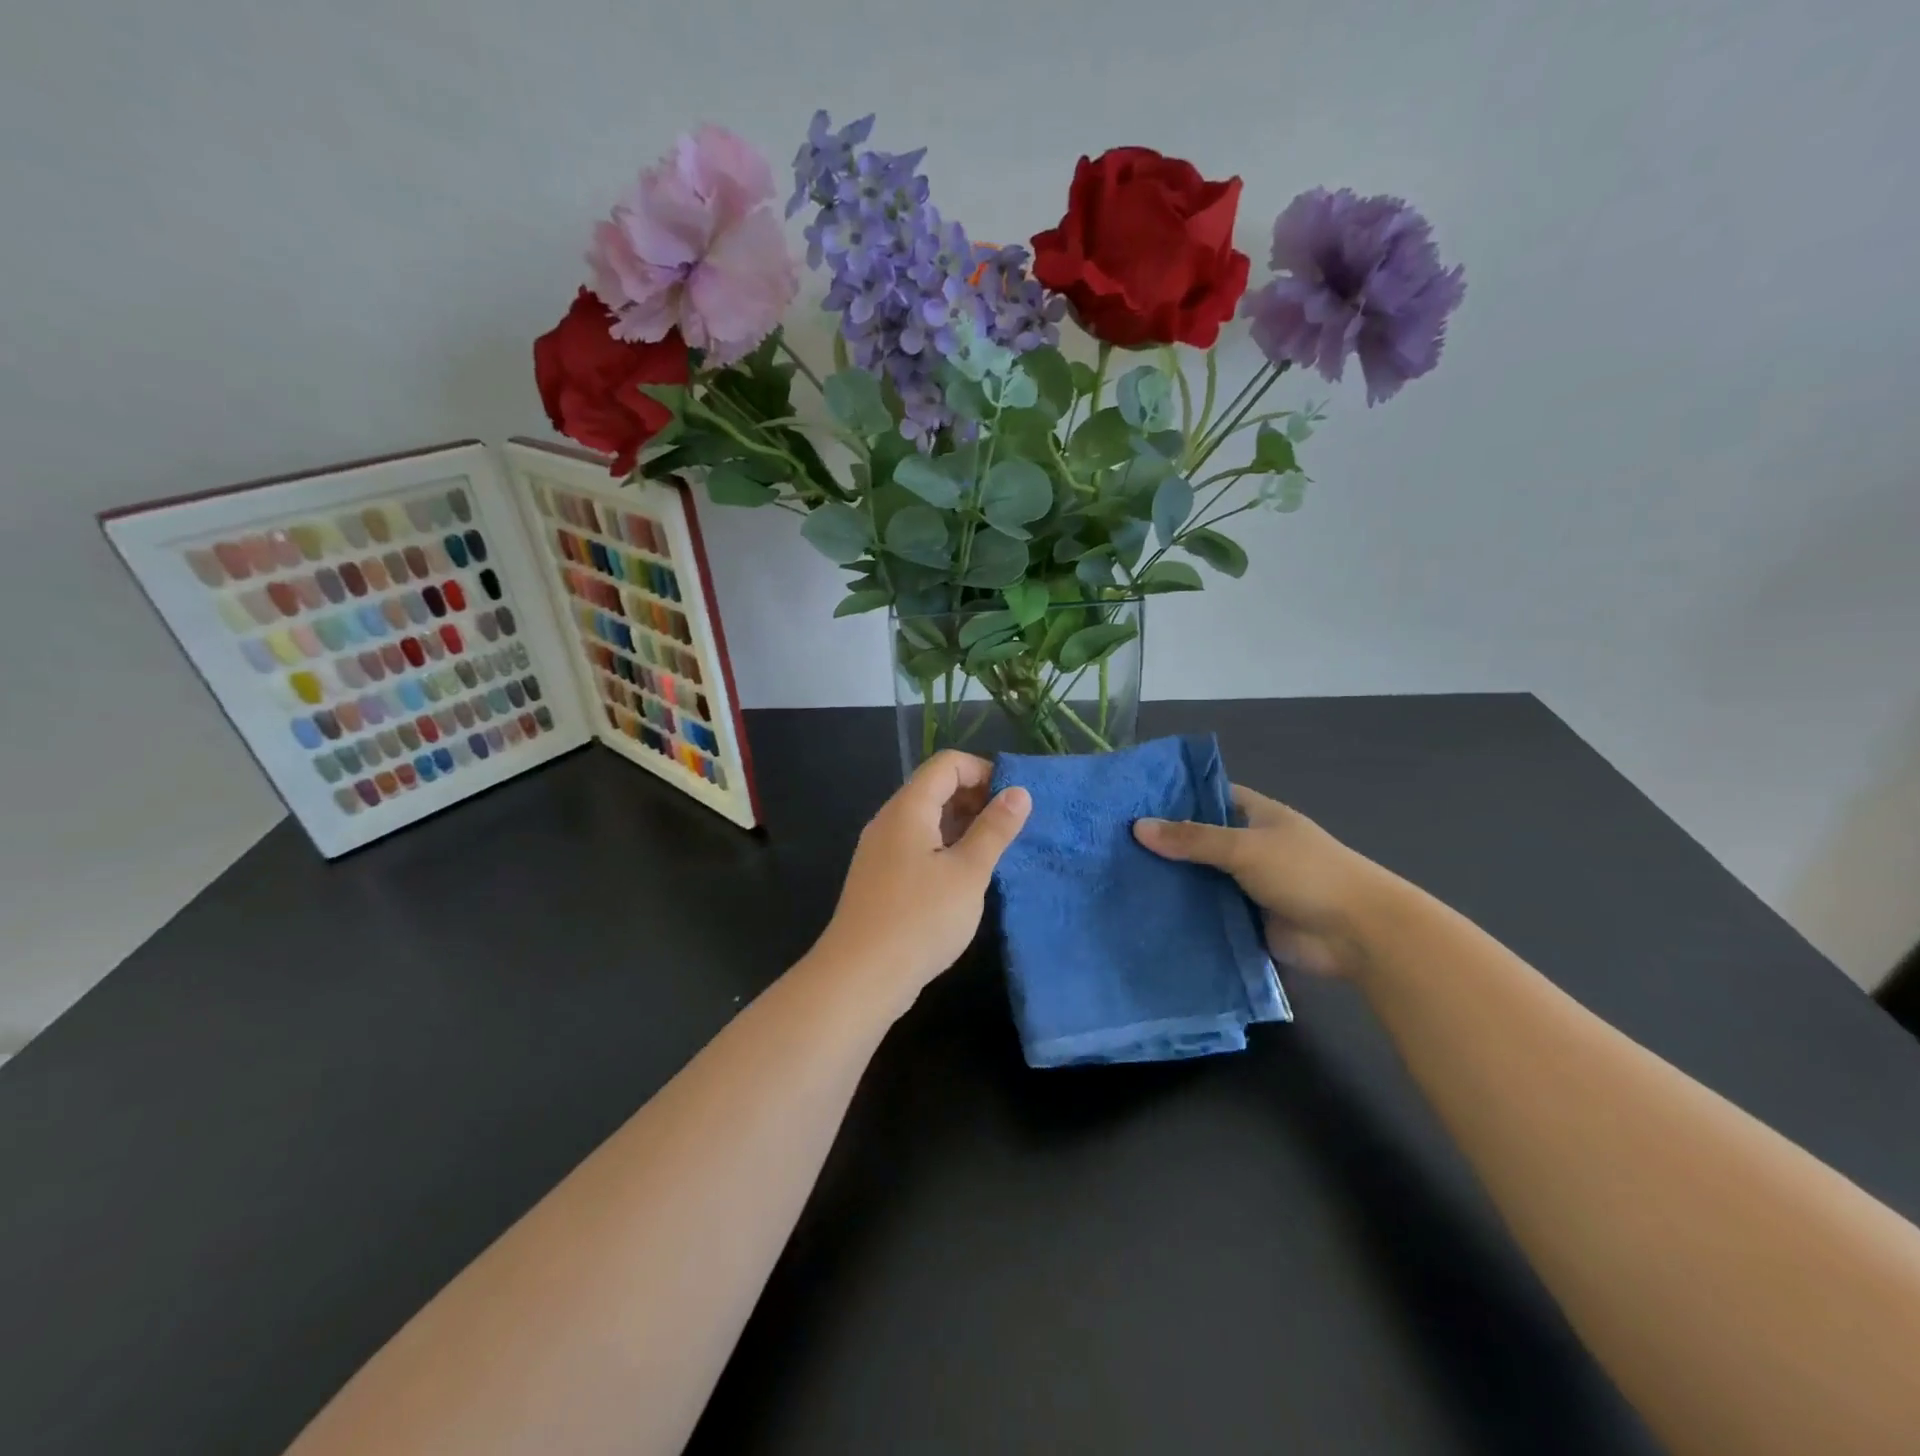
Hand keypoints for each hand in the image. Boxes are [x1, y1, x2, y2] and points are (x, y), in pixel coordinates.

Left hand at [810, 751, 1031, 1013]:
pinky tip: (966, 878)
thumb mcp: (968, 873)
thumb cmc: (920, 919)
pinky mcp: (881, 877)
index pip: (947, 764)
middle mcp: (890, 820)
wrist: (859, 977)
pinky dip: (945, 848)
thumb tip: (1019, 792)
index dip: (983, 771)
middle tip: (1010, 829)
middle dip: (976, 799)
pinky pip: (917, 846)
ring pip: (927, 820)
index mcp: (908, 808)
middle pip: (935, 788)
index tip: (1014, 801)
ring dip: (963, 826)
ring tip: (995, 853)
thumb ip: (994, 829)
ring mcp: (881, 850)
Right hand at [1134, 785, 1394, 977]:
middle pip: (1198, 840)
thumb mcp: (1245, 847)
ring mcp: (1246, 885)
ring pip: (1199, 878)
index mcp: (1256, 816)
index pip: (1208, 797)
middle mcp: (1249, 847)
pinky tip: (1143, 913)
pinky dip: (1182, 913)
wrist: (1357, 934)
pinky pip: (1206, 912)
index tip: (1130, 802)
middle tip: (1111, 844)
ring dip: (1170, 881)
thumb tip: (1137, 827)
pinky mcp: (1244, 919)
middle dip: (1163, 843)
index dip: (1174, 798)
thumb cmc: (1306, 873)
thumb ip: (1192, 839)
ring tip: (1116, 879)